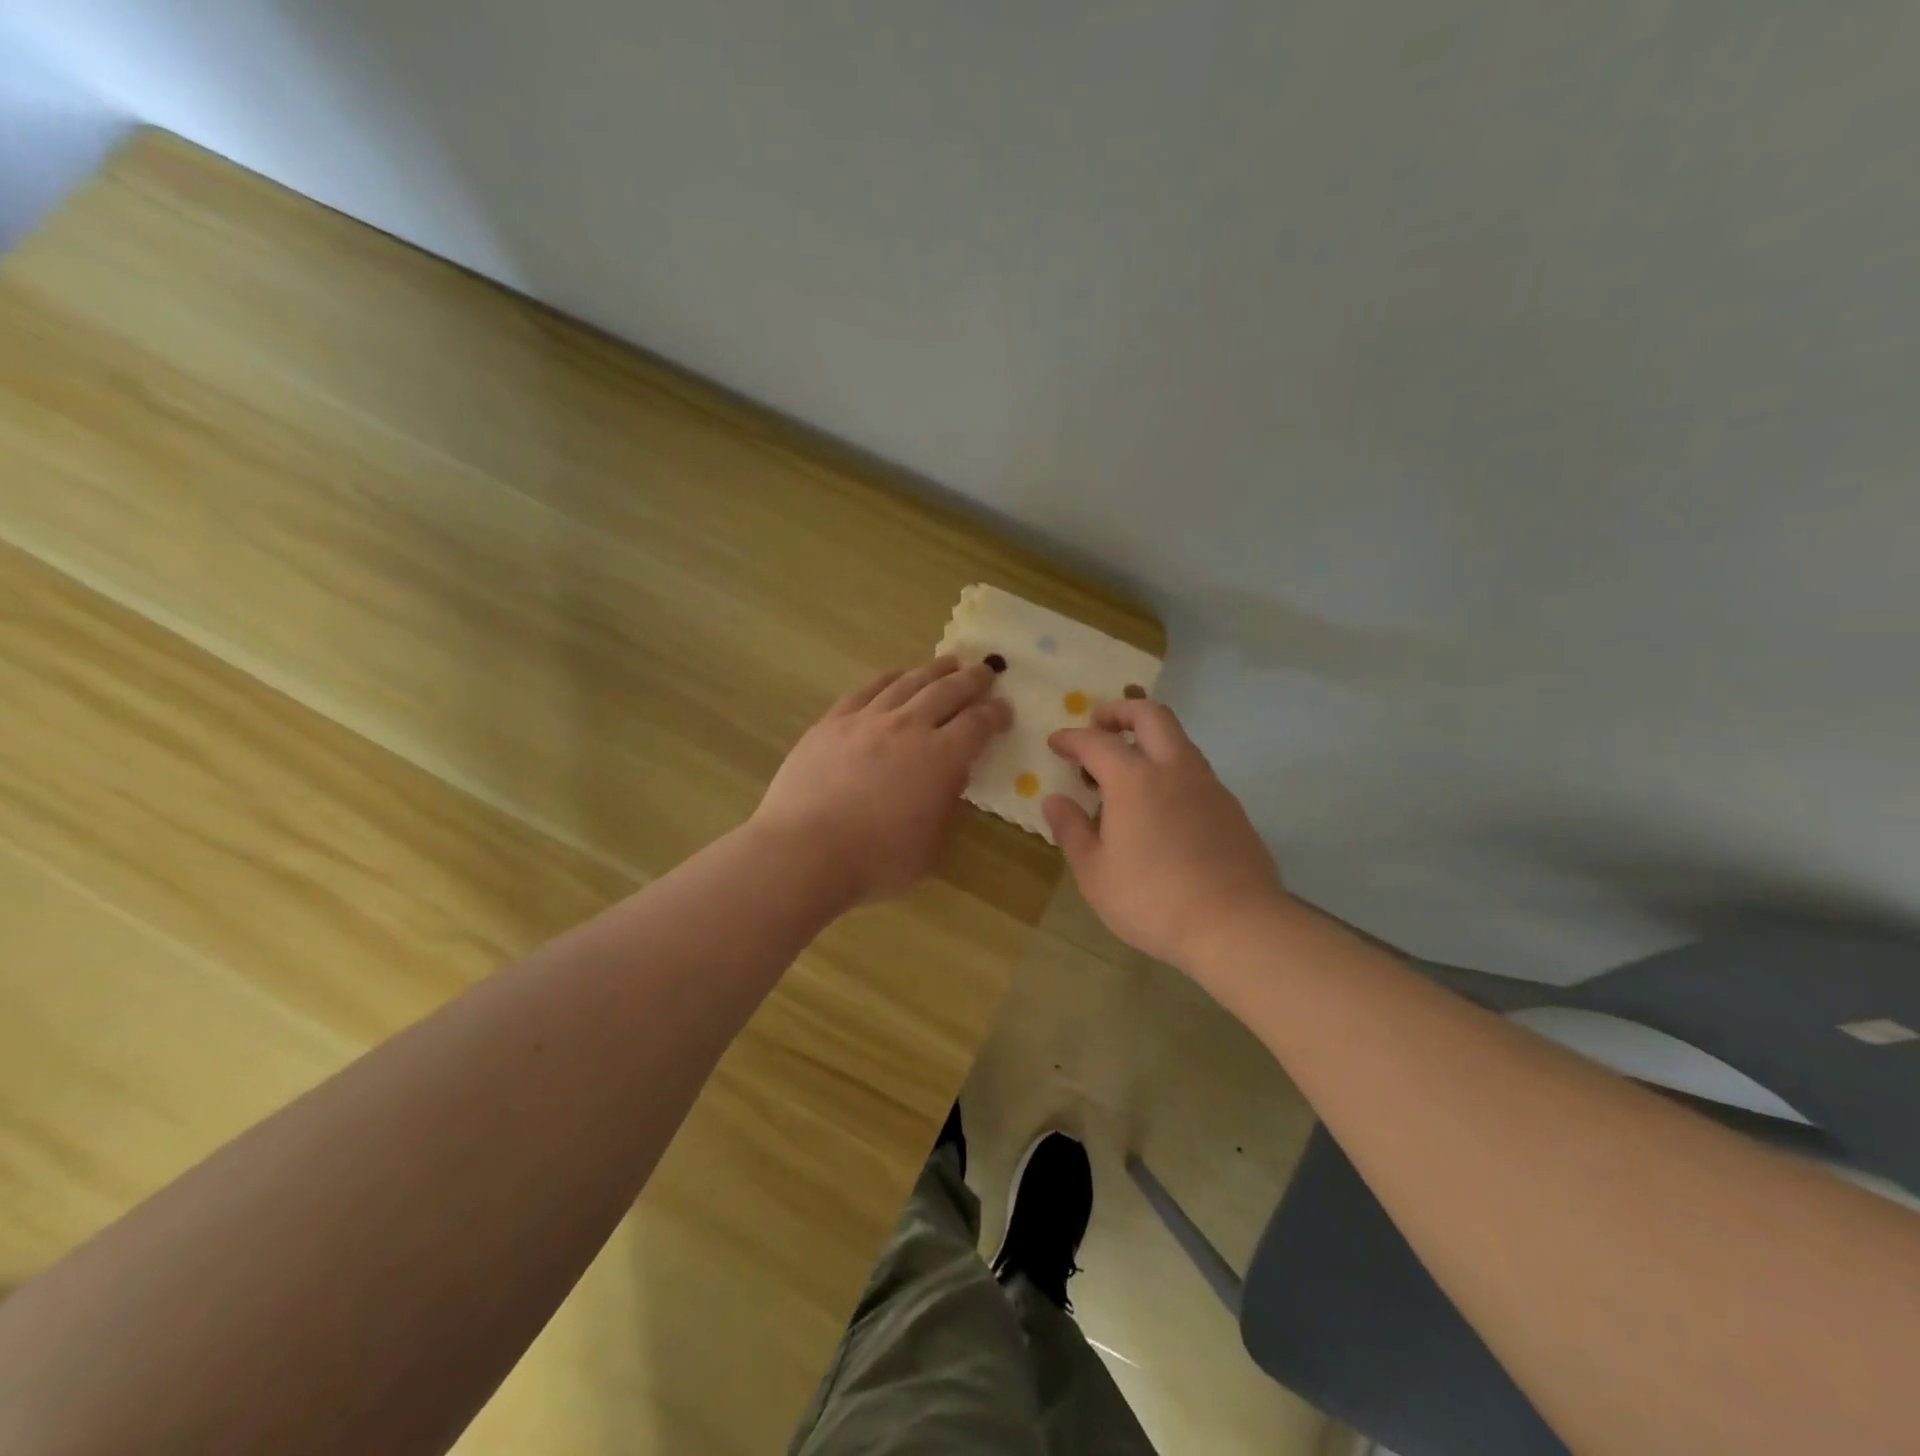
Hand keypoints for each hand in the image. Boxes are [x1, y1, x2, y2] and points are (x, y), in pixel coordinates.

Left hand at [752, 657, 1011, 905]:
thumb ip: (945, 810)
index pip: (978, 724)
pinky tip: (897, 674)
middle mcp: (910, 727)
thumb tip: (950, 781)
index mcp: (942, 758)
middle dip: (972, 680)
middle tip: (985, 671)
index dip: (995, 714)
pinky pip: (868, 688)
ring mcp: (868, 719)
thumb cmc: (876, 860)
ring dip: (934, 670)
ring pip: (909, 682)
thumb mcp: (930, 849)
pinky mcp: (833, 721)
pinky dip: (889, 677)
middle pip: (948, 691)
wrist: (805, 850)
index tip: (1004, 709)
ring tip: (948, 662)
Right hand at [1045, 700, 1285, 967]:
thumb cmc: (1152, 900)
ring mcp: (1209, 787)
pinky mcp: (1232, 809)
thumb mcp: (1095, 873)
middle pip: (1151, 715)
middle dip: (1120, 711)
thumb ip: (1072, 830)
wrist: (1236, 925)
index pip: (1097, 742)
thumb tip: (1055, 800)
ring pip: (1179, 742)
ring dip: (1149, 741)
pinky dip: (1170, 771)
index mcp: (1135, 780)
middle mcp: (1175, 770)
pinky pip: (1195, 773)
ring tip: (1126, 772)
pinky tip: (1160, 807)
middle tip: (1098, 725)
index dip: (1072, 739)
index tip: (1056, 743)